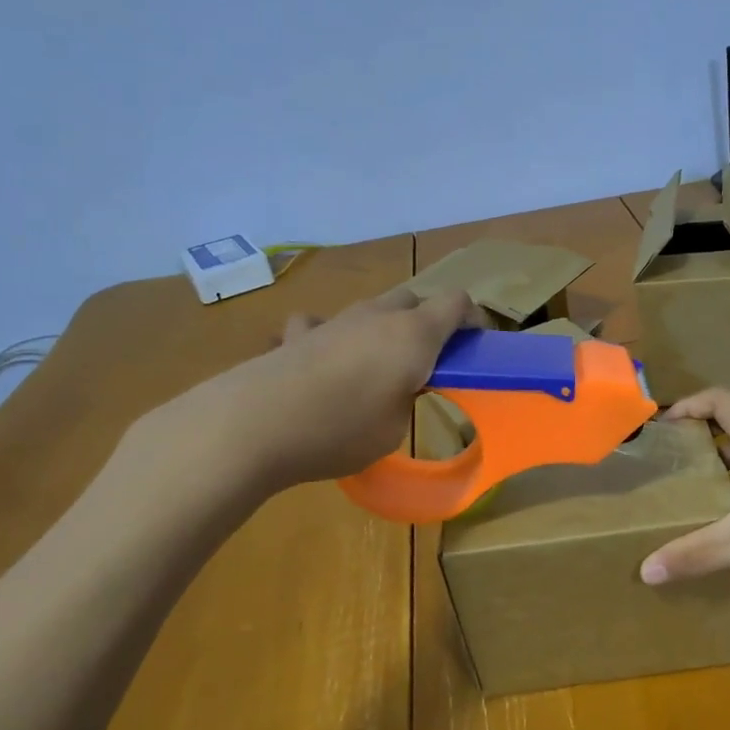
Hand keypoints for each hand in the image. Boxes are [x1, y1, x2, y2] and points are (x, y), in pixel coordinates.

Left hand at [119, 287, 479, 525]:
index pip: (457, 303)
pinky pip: (322, 324)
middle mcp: (377, 316)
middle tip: (426, 362)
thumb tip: (396, 388)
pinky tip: (321, 361)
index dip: (472, 319)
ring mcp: (335, 320)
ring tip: (374, 367)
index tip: (474, 346)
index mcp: (414, 335)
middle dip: (427, 323)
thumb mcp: (395, 428)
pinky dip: (330, 337)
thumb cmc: (341, 429)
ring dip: (382, 329)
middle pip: (414, 299)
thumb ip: (406, 399)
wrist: (255, 423)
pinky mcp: (298, 334)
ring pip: (371, 308)